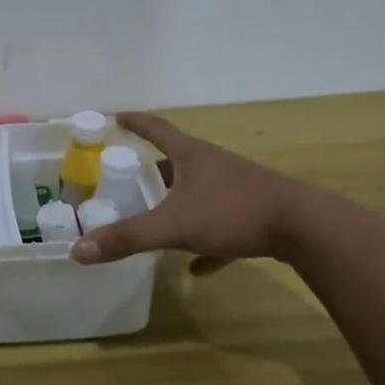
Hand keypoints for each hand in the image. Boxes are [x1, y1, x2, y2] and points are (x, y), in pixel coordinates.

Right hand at [69, 112, 334, 272]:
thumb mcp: (173, 225)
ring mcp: (237, 188)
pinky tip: (200, 267)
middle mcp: (213, 166)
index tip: (117, 117)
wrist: (305, 227)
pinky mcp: (256, 215)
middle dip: (153, 173)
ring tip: (158, 224)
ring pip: (199, 194)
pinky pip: (223, 226)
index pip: (156, 129)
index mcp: (191, 156)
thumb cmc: (233, 212)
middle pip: (176, 163)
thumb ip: (127, 238)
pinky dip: (207, 243)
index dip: (135, 123)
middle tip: (130, 184)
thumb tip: (78, 250)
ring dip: (179, 206)